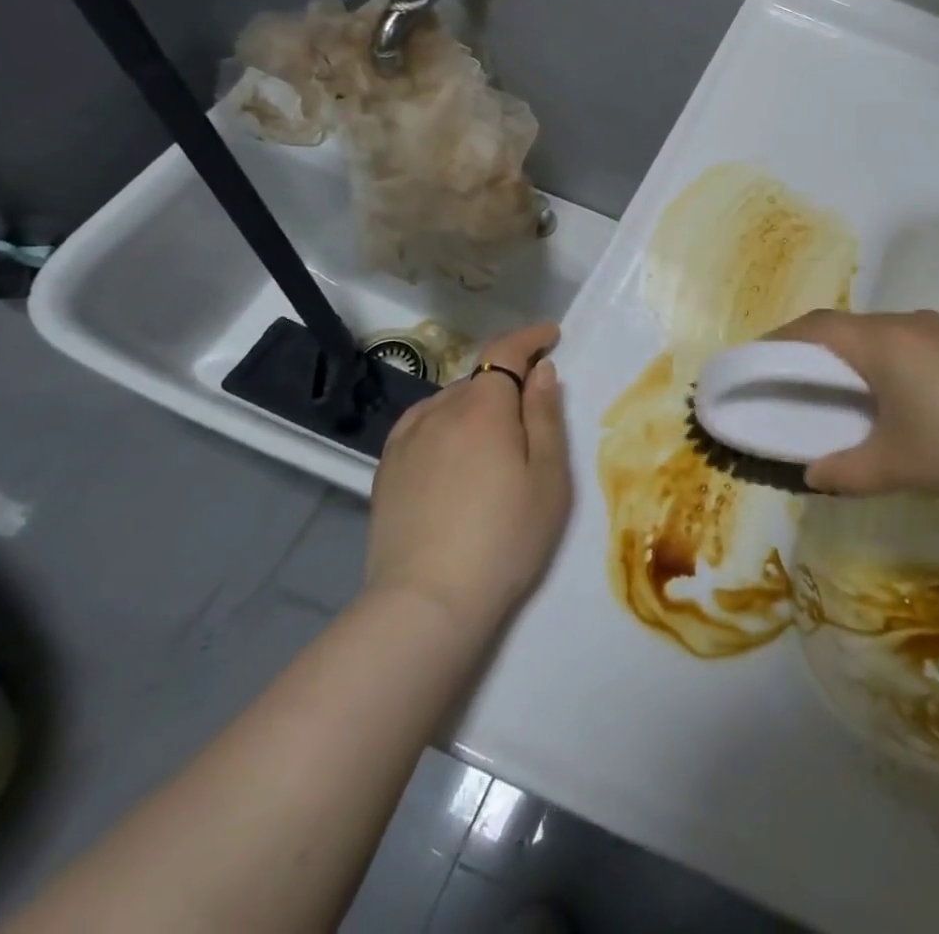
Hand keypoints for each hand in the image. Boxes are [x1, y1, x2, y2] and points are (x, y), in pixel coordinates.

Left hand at [364, 322, 570, 625]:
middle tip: (532, 412)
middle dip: (508, 380)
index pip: (505, 351)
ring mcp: (407, 439)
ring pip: (450, 402)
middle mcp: (440, 411)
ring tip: (493, 440)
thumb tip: (541, 370)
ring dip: (476, 404)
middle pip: (479, 378)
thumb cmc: (505, 539)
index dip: (529, 337)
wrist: (427, 603)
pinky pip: (422, 424)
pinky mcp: (387, 468)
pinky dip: (445, 422)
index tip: (551, 336)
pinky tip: (452, 451)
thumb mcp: (548, 478)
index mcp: (484, 409)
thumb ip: (545, 416)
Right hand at [773, 309, 938, 510]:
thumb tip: (813, 473)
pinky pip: (913, 341)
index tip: (758, 359)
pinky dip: (889, 359)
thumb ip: (842, 470)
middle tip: (797, 380)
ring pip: (883, 333)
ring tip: (847, 390)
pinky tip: (900, 395)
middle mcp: (910, 323)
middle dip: (817, 349)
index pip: (817, 327)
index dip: (781, 339)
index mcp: (883, 342)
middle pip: (848, 327)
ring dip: (857, 354)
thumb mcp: (893, 466)